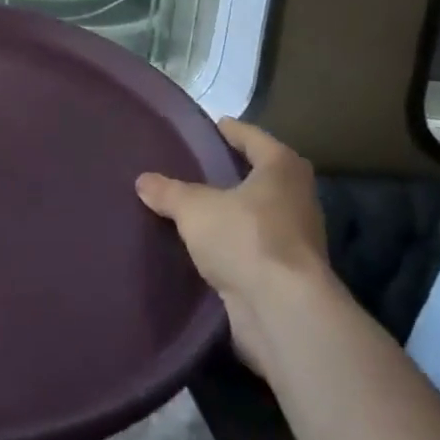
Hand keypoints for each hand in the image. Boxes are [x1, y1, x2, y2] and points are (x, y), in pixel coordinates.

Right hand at [136, 118, 328, 373]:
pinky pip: (254, 246)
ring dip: (233, 211)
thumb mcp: (195, 209)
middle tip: (196, 166)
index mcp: (282, 168)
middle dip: (232, 172)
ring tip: (196, 206)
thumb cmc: (245, 239)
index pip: (253, 137)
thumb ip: (168, 192)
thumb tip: (143, 180)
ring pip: (258, 213)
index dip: (230, 130)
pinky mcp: (288, 273)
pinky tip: (207, 245)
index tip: (210, 127)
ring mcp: (297, 237)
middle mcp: (297, 197)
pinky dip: (234, 243)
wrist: (283, 311)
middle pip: (260, 175)